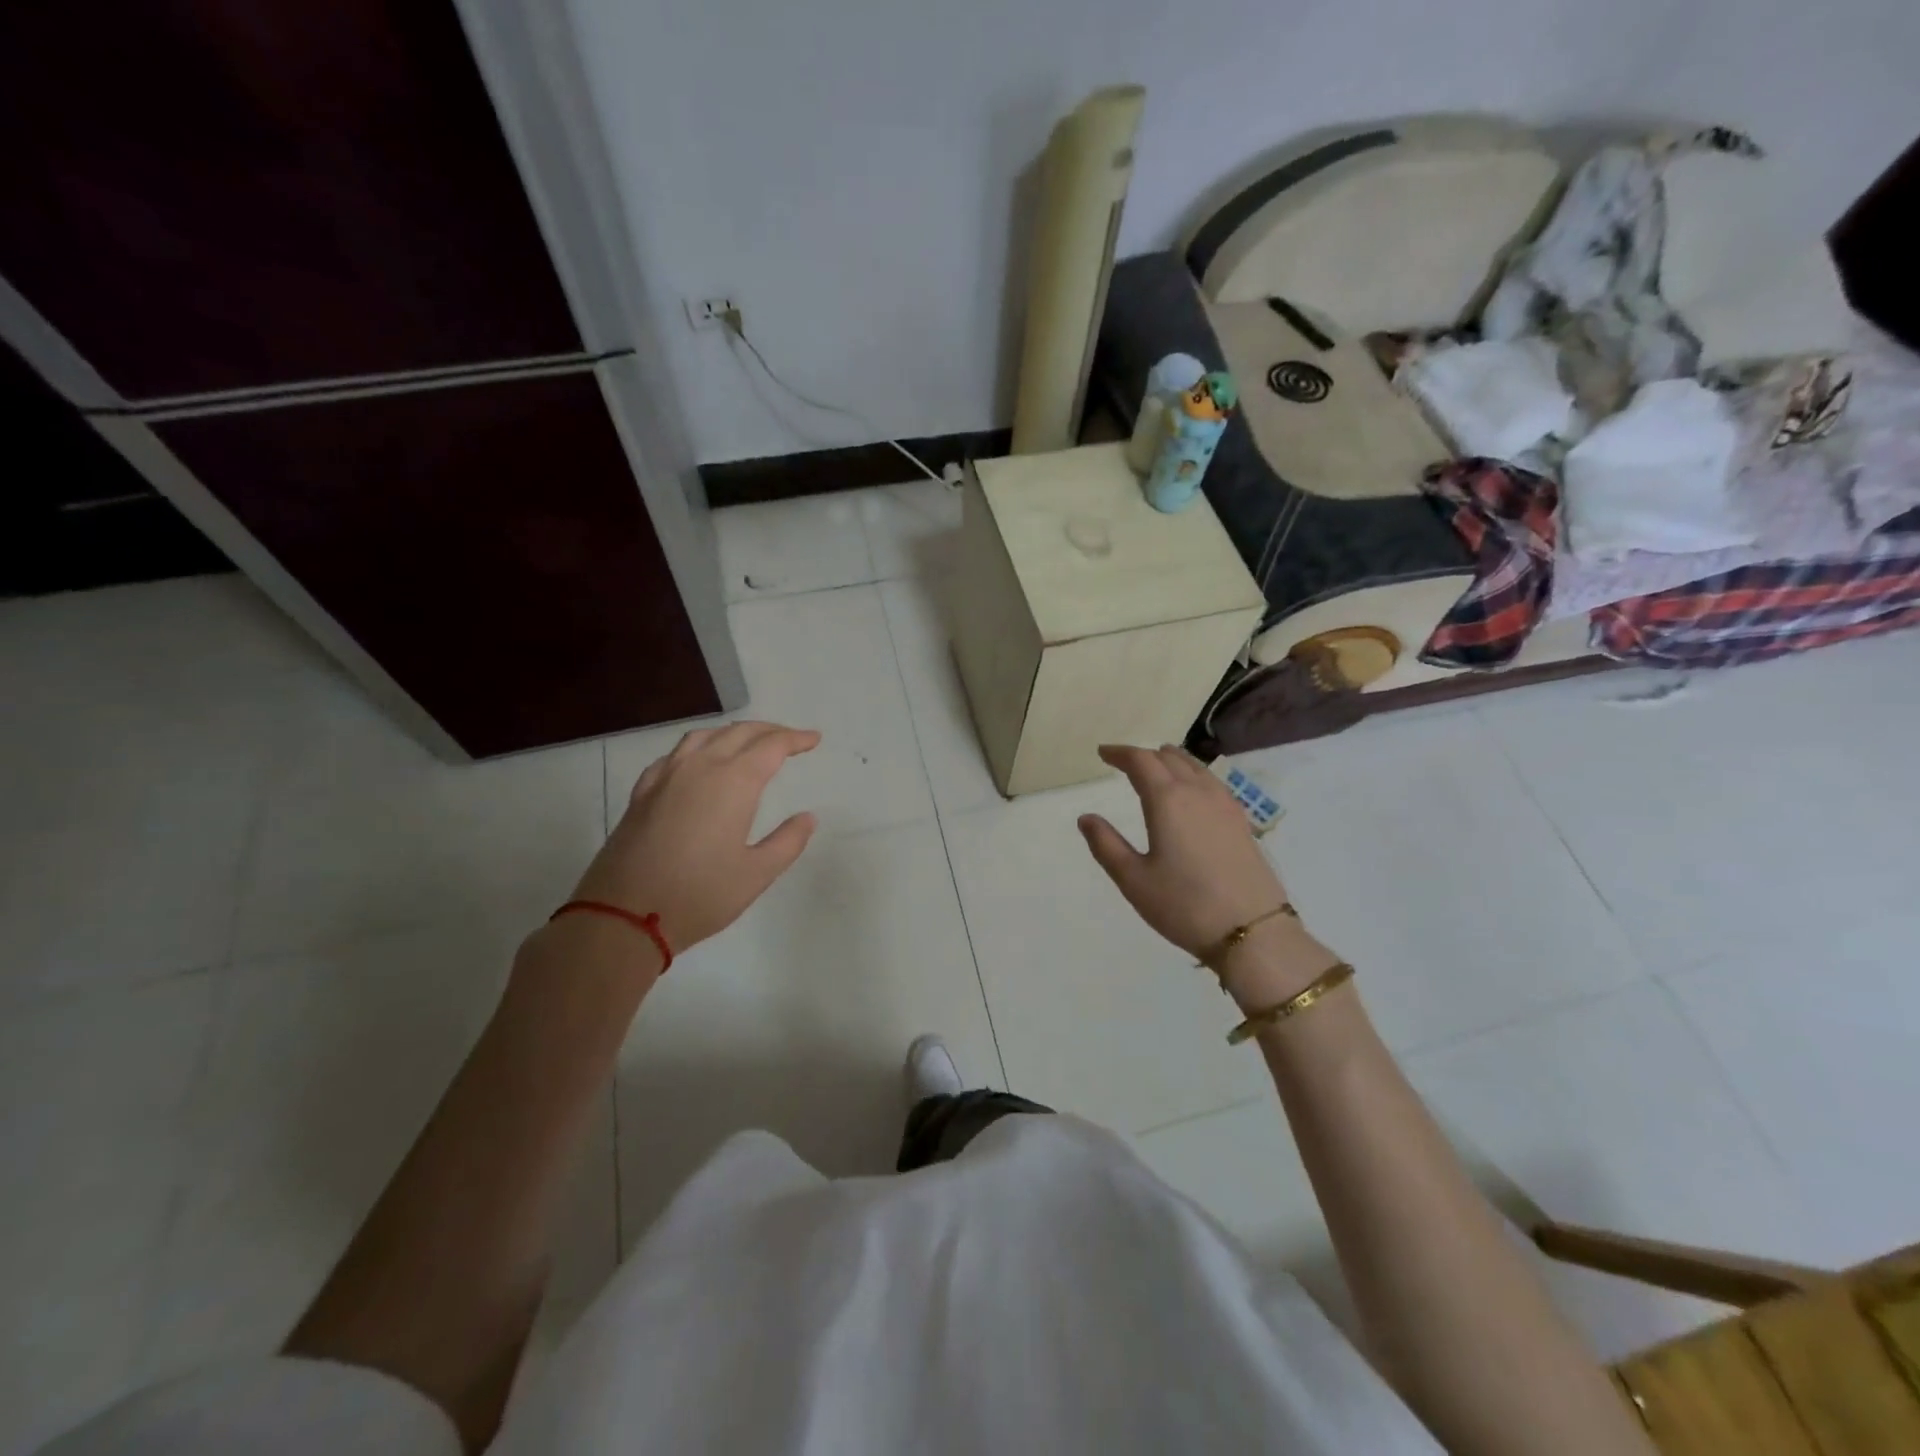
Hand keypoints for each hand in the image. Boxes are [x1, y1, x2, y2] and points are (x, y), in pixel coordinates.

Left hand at [568, 721, 819, 956]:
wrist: (623, 915)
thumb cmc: (700, 895)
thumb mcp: (756, 874)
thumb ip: (788, 841)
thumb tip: (807, 817)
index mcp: (734, 782)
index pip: (771, 746)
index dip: (795, 739)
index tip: (814, 740)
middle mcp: (700, 768)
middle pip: (739, 733)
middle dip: (769, 731)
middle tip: (790, 739)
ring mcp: (666, 777)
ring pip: (703, 737)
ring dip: (732, 733)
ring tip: (748, 742)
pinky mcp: (642, 792)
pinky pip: (674, 755)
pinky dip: (697, 748)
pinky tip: (698, 762)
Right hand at [1077, 744, 1287, 958]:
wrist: (1252, 931)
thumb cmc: (1183, 905)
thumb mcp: (1133, 879)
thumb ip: (1106, 844)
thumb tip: (1086, 818)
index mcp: (1167, 800)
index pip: (1141, 761)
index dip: (1120, 753)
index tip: (1103, 753)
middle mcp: (1197, 792)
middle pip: (1169, 759)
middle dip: (1143, 755)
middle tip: (1124, 761)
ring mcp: (1224, 805)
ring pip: (1195, 767)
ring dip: (1172, 760)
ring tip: (1158, 763)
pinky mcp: (1241, 821)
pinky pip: (1212, 782)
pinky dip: (1194, 774)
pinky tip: (1193, 789)